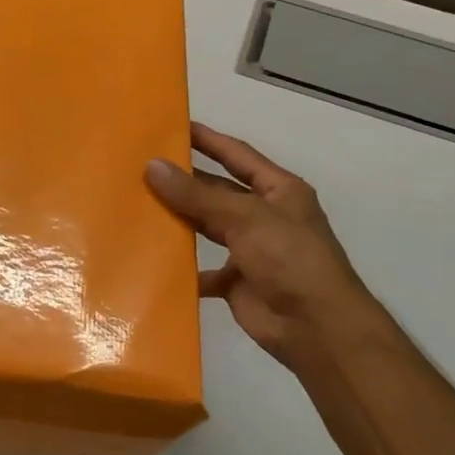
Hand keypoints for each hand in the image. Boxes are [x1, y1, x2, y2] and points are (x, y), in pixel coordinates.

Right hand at [146, 123, 383, 368]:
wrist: (316, 328)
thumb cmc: (289, 259)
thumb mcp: (244, 217)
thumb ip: (197, 195)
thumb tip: (152, 166)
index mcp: (278, 191)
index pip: (237, 155)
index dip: (208, 140)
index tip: (173, 126)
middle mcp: (264, 216)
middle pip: (217, 191)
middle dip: (185, 182)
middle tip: (142, 168)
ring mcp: (251, 249)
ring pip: (207, 227)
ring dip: (179, 220)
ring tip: (138, 207)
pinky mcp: (237, 282)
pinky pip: (204, 269)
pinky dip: (183, 268)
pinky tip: (153, 259)